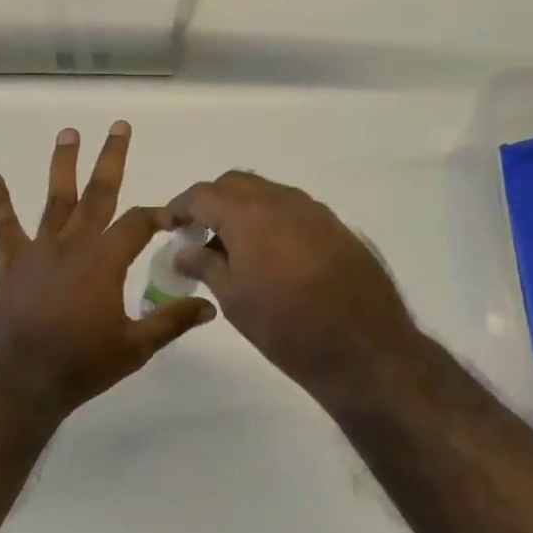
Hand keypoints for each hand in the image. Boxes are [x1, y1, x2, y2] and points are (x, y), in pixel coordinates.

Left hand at [0, 123, 216, 416]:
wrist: (20, 383)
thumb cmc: (81, 365)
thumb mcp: (135, 347)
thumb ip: (172, 321)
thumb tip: (210, 306)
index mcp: (106, 261)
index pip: (138, 223)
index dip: (158, 213)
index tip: (171, 214)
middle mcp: (74, 245)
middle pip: (99, 193)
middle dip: (111, 159)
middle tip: (119, 126)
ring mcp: (39, 251)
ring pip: (55, 199)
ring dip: (62, 164)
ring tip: (68, 133)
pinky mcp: (11, 264)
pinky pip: (5, 228)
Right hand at [166, 171, 426, 403]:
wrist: (365, 348)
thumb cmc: (286, 326)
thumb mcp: (234, 298)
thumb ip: (205, 265)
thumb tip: (185, 251)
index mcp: (248, 213)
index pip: (202, 194)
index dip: (179, 207)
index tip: (167, 225)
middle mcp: (281, 200)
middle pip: (235, 184)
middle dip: (211, 202)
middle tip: (198, 233)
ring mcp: (313, 211)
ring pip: (266, 193)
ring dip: (243, 209)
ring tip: (232, 246)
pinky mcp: (335, 227)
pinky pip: (292, 210)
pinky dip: (271, 220)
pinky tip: (270, 255)